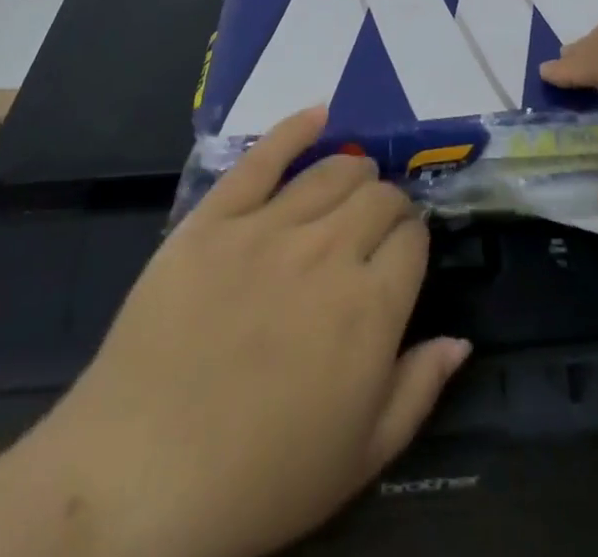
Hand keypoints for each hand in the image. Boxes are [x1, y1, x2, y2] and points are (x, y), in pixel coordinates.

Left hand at [28, 107, 469, 556]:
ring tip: (354, 178)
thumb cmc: (258, 482)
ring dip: (354, 169)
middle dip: (388, 204)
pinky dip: (295, 129)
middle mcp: (329, 251)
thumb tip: (461, 339)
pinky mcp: (216, 217)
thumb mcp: (359, 459)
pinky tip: (318, 114)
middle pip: (378, 196)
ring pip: (333, 170)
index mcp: (371, 308)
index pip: (413, 240)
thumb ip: (418, 390)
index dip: (413, 242)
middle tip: (376, 225)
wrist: (137, 481)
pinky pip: (263, 157)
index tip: (403, 254)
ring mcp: (269, 227)